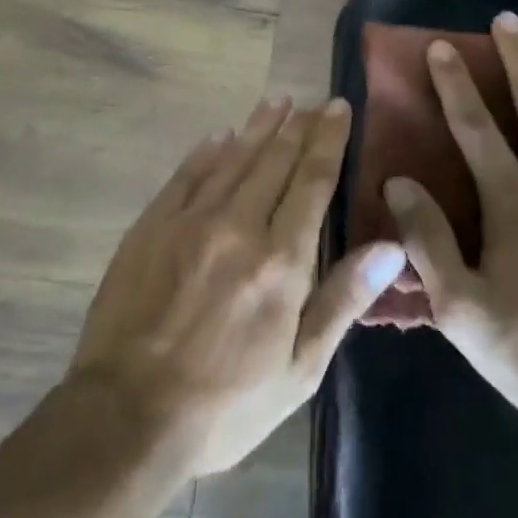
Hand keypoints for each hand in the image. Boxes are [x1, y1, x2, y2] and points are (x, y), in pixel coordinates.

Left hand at [66, 97, 406, 477]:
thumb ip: (344, 299)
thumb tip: (391, 246)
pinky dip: (208, 150)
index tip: (339, 108)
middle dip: (299, 125)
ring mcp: (191, 220)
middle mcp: (239, 225)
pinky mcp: (152, 226)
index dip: (329, 140)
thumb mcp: (299, 369)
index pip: (312, 180)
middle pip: (276, 159)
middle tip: (314, 101)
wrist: (125, 418)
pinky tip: (221, 135)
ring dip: (259, 126)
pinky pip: (188, 174)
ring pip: (235, 157)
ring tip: (278, 100)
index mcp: (281, 259)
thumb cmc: (226, 403)